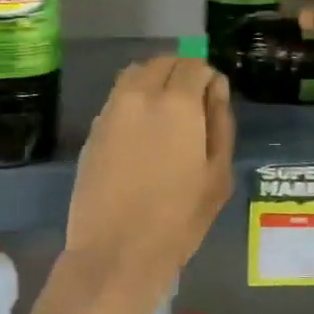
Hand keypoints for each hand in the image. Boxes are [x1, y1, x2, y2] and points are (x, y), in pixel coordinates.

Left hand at [68, 56, 234, 273]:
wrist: (116, 251)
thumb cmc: (178, 219)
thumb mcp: (217, 175)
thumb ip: (220, 123)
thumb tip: (215, 89)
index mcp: (177, 103)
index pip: (194, 65)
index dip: (208, 79)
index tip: (213, 102)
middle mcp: (140, 95)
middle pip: (162, 63)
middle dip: (181, 74)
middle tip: (192, 105)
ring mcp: (110, 111)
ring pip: (135, 75)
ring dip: (154, 82)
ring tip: (166, 115)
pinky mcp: (92, 130)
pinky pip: (117, 99)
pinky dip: (133, 101)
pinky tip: (141, 133)